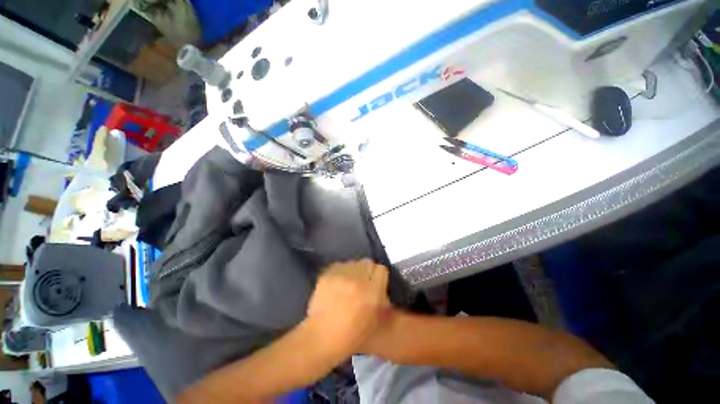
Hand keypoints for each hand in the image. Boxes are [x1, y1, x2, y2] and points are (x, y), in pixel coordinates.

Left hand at [306, 259, 389, 355]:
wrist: (322, 336)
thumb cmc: (352, 334)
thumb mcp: (376, 319)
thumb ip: (382, 297)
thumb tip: (380, 284)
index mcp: (372, 291)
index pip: (381, 269)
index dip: (379, 276)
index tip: (376, 283)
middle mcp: (357, 279)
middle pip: (367, 262)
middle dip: (367, 272)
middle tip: (362, 283)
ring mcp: (341, 275)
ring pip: (353, 263)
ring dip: (354, 271)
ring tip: (349, 283)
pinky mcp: (327, 274)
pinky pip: (340, 266)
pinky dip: (341, 272)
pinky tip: (338, 283)